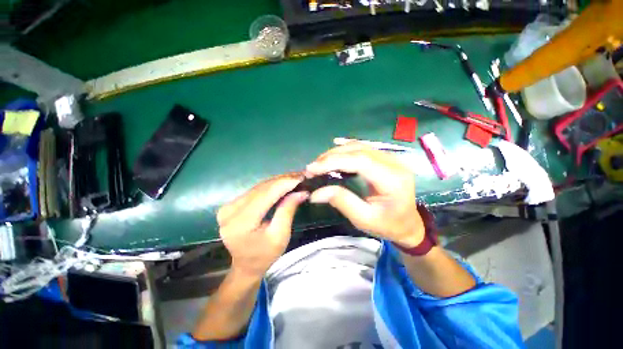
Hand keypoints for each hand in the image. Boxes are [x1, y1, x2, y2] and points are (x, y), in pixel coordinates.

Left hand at [216, 173, 307, 278]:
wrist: (245, 266)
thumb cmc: (265, 255)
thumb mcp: (280, 236)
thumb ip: (288, 210)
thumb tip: (301, 192)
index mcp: (240, 223)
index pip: (265, 195)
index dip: (284, 184)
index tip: (301, 177)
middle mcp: (230, 211)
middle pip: (261, 188)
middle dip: (283, 180)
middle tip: (300, 175)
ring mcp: (228, 206)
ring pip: (258, 187)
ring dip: (278, 181)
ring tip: (294, 177)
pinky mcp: (231, 204)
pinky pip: (255, 190)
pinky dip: (270, 186)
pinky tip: (282, 183)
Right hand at [305, 142, 423, 247]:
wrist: (408, 224)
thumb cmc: (387, 225)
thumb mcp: (364, 219)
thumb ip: (341, 202)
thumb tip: (315, 193)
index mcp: (392, 179)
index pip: (359, 161)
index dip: (333, 162)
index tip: (312, 168)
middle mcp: (394, 163)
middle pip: (358, 150)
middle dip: (331, 156)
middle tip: (312, 166)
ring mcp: (391, 158)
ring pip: (359, 146)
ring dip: (336, 152)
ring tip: (319, 162)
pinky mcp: (385, 159)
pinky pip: (363, 148)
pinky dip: (345, 150)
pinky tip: (334, 150)